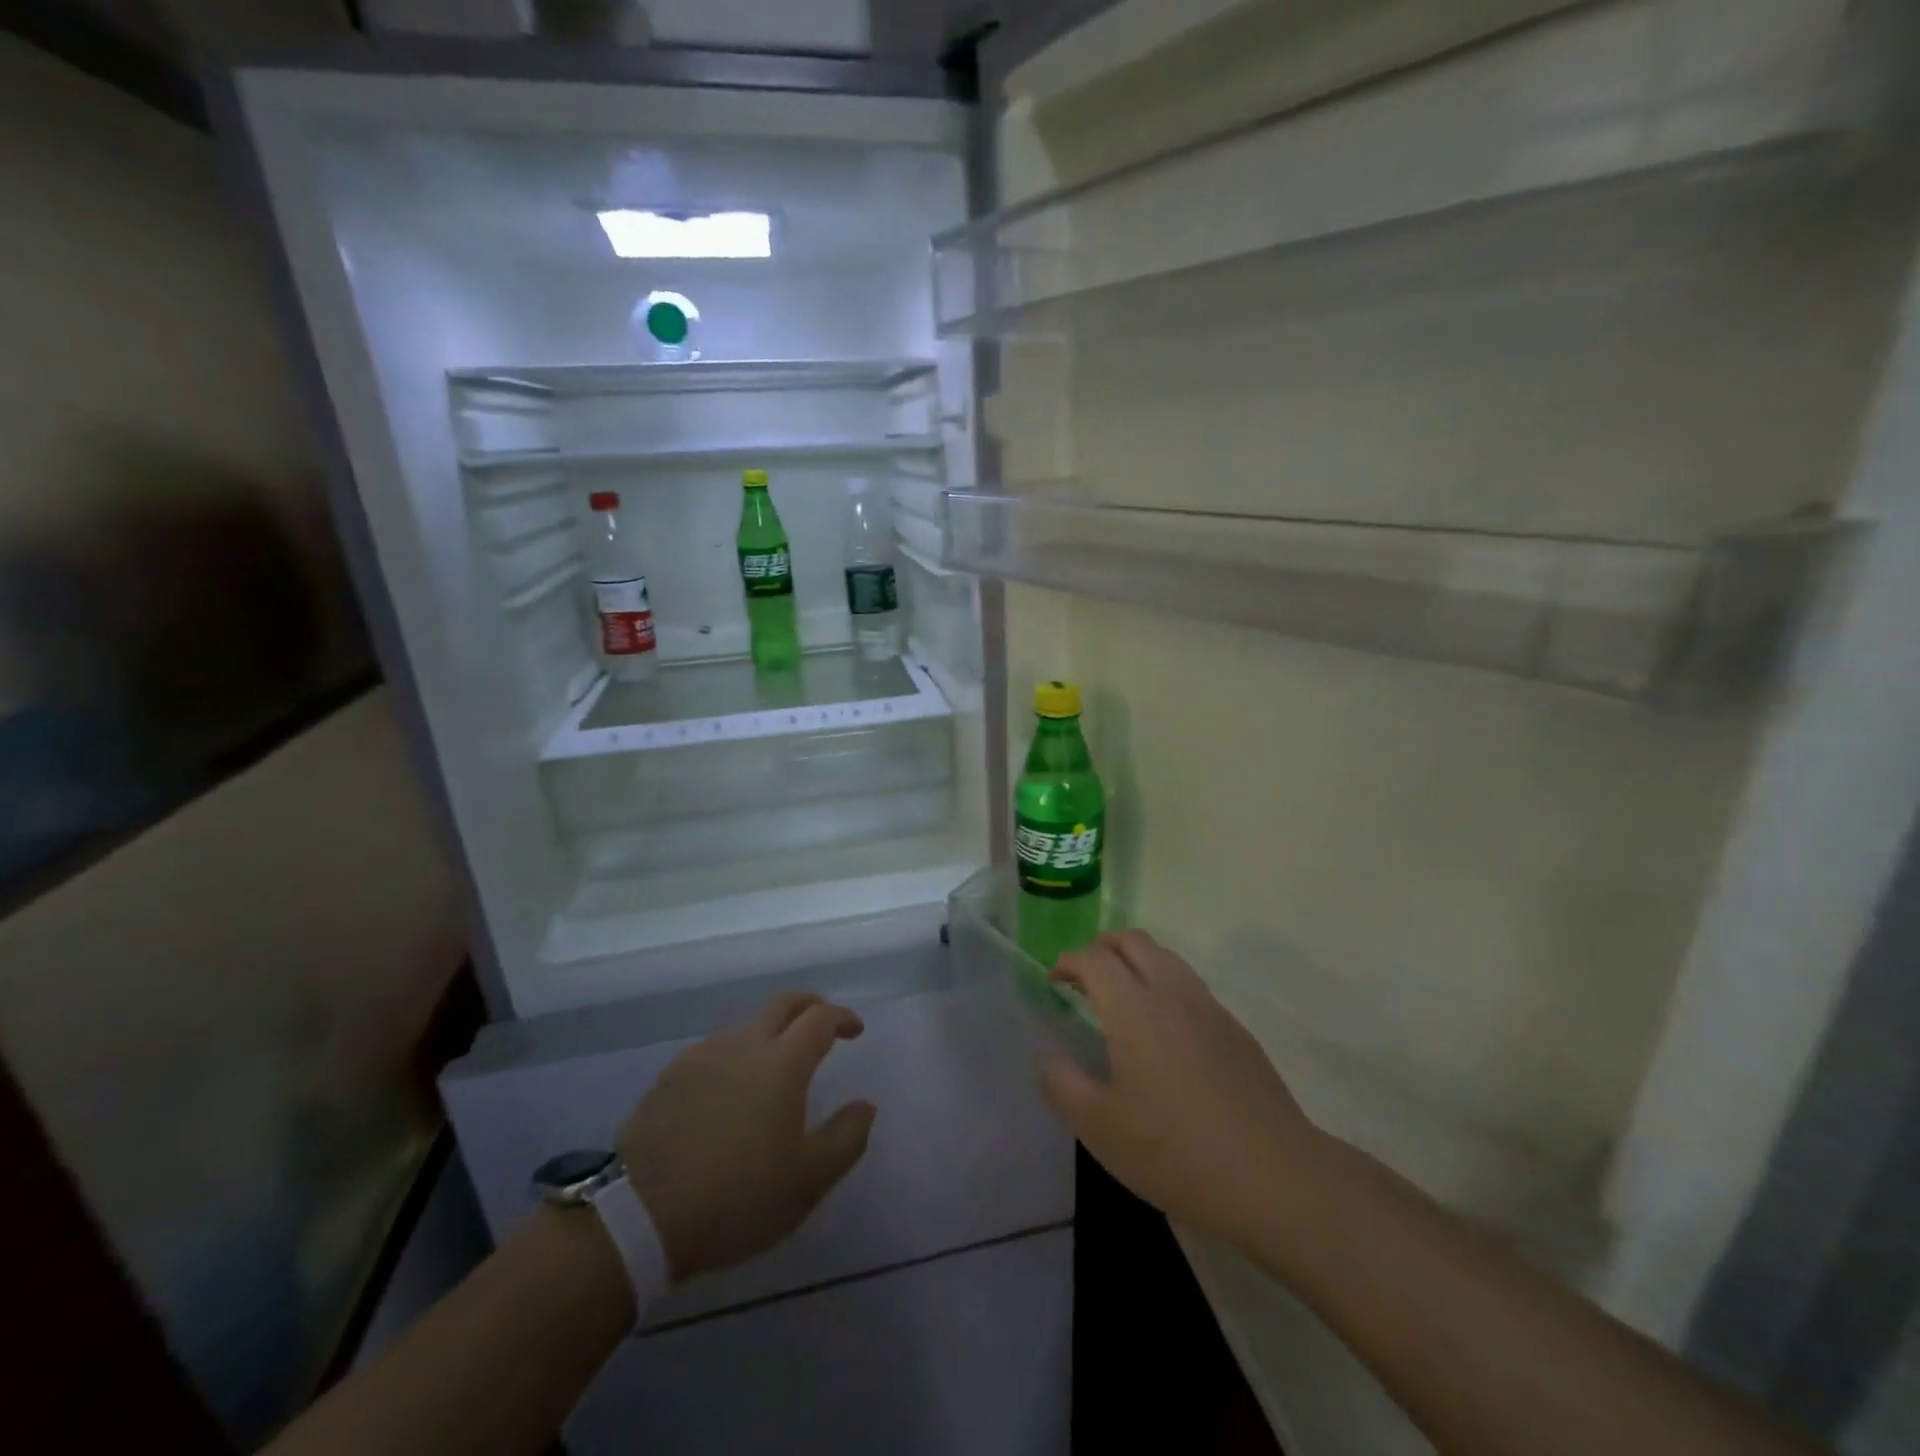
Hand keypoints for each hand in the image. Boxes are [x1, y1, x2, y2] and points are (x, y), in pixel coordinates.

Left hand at [621, 992, 876, 1283]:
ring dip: (771, 1032)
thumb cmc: (737, 1197)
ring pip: (747, 1025)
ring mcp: (703, 1055)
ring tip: (776, 1065)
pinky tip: (732, 1090)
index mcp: (783, 1062)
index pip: (820, 1017)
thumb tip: (865, 1106)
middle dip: (810, 1006)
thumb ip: (846, 1138)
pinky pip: (715, 1049)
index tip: (855, 1031)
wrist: (640, 1215)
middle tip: (822, 1026)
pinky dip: (737, 1054)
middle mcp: (744, 1043)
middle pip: (783, 1003)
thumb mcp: (808, 1181)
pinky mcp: (671, 1075)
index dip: (842, 1017)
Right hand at [1041, 931, 1324, 1246]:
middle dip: (1102, 946)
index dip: (1068, 960)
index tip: (1054, 979)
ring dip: (1136, 962)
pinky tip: (1164, 1033)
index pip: (1094, 959)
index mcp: (1134, 1008)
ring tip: (1121, 997)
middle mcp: (1172, 994)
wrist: (1273, 1177)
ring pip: (1167, 959)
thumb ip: (1063, 1084)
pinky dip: (1165, 987)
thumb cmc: (1174, 1151)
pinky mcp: (1236, 1031)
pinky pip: (1191, 987)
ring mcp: (1210, 1009)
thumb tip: (1049, 1055)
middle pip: (1134, 941)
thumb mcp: (1100, 1127)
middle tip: (1084, 976)